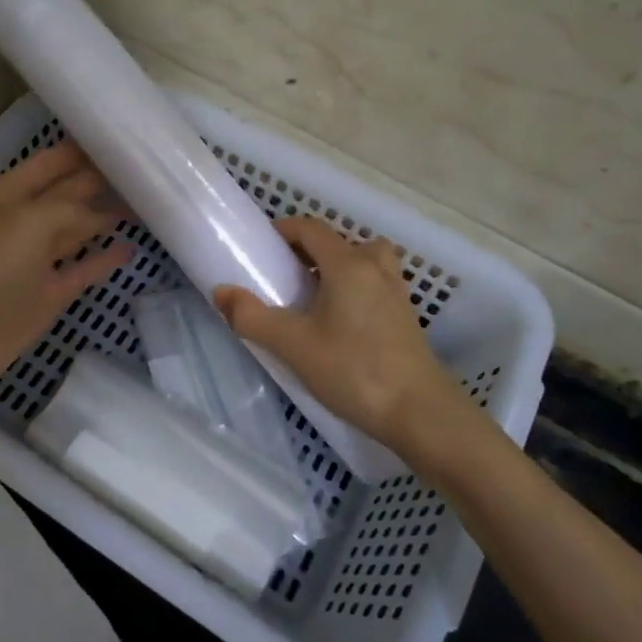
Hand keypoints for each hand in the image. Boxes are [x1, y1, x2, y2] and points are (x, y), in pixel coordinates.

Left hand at [0, 141, 130, 406]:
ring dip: (107, 217)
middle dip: (102, 181)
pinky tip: (130, 248)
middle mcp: (24, 219)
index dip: (85, 151)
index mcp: (9, 192)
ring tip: (147, 204)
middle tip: (146, 171)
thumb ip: (71, 207)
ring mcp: (38, 258)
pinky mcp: (51, 292)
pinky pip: (84, 267)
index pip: (54, 161)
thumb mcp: (30, 220)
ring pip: (79, 229)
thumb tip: (103, 214)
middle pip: (70, 192)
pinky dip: (105, 259)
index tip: (126, 140)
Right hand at [214, 216, 464, 467]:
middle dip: (308, 250)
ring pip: (362, 261)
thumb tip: (221, 292)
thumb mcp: (292, 345)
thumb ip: (251, 316)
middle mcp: (375, 268)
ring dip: (335, 267)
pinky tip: (338, 322)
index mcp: (348, 264)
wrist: (420, 413)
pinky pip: (374, 284)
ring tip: (312, 296)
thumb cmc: (354, 371)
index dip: (283, 230)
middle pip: (339, 241)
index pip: (311, 229)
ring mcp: (395, 292)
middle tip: (283, 275)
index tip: (261, 249)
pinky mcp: (405, 317)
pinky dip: (353, 288)